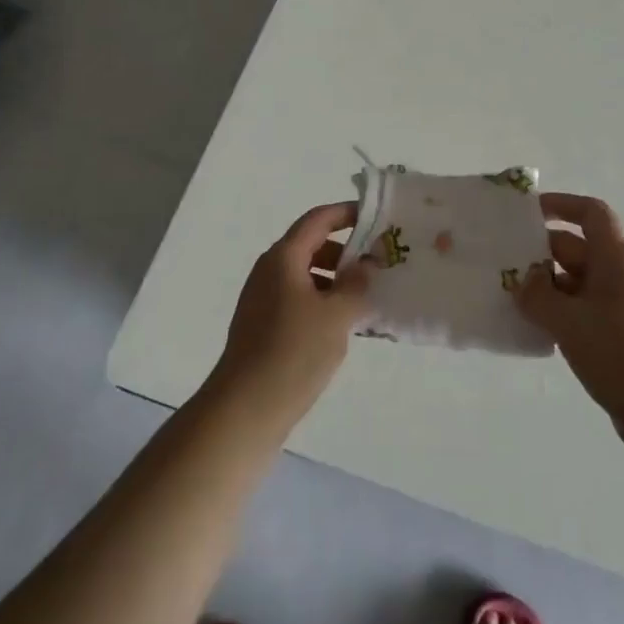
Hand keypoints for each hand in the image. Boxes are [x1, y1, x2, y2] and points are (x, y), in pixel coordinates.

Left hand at [207, 201, 371, 431]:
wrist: (244, 409)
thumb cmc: (293, 352)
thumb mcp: (336, 315)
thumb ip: (356, 284)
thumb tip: (364, 265)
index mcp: (283, 257)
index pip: (318, 219)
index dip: (346, 213)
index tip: (376, 217)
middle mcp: (270, 271)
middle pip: (311, 246)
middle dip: (346, 252)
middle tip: (378, 264)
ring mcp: (263, 300)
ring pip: (306, 276)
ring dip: (336, 281)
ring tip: (367, 299)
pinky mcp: (263, 326)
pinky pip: (299, 300)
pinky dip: (323, 302)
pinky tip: (345, 327)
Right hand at [517, 194, 623, 438]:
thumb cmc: (620, 352)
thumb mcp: (569, 322)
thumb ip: (538, 296)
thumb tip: (522, 282)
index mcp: (615, 258)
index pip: (591, 213)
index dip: (562, 204)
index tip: (529, 212)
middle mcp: (620, 274)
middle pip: (577, 247)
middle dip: (541, 251)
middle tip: (504, 262)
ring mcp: (621, 304)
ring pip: (576, 279)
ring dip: (546, 284)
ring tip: (511, 295)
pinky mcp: (619, 331)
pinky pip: (583, 307)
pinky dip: (559, 309)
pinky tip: (534, 326)